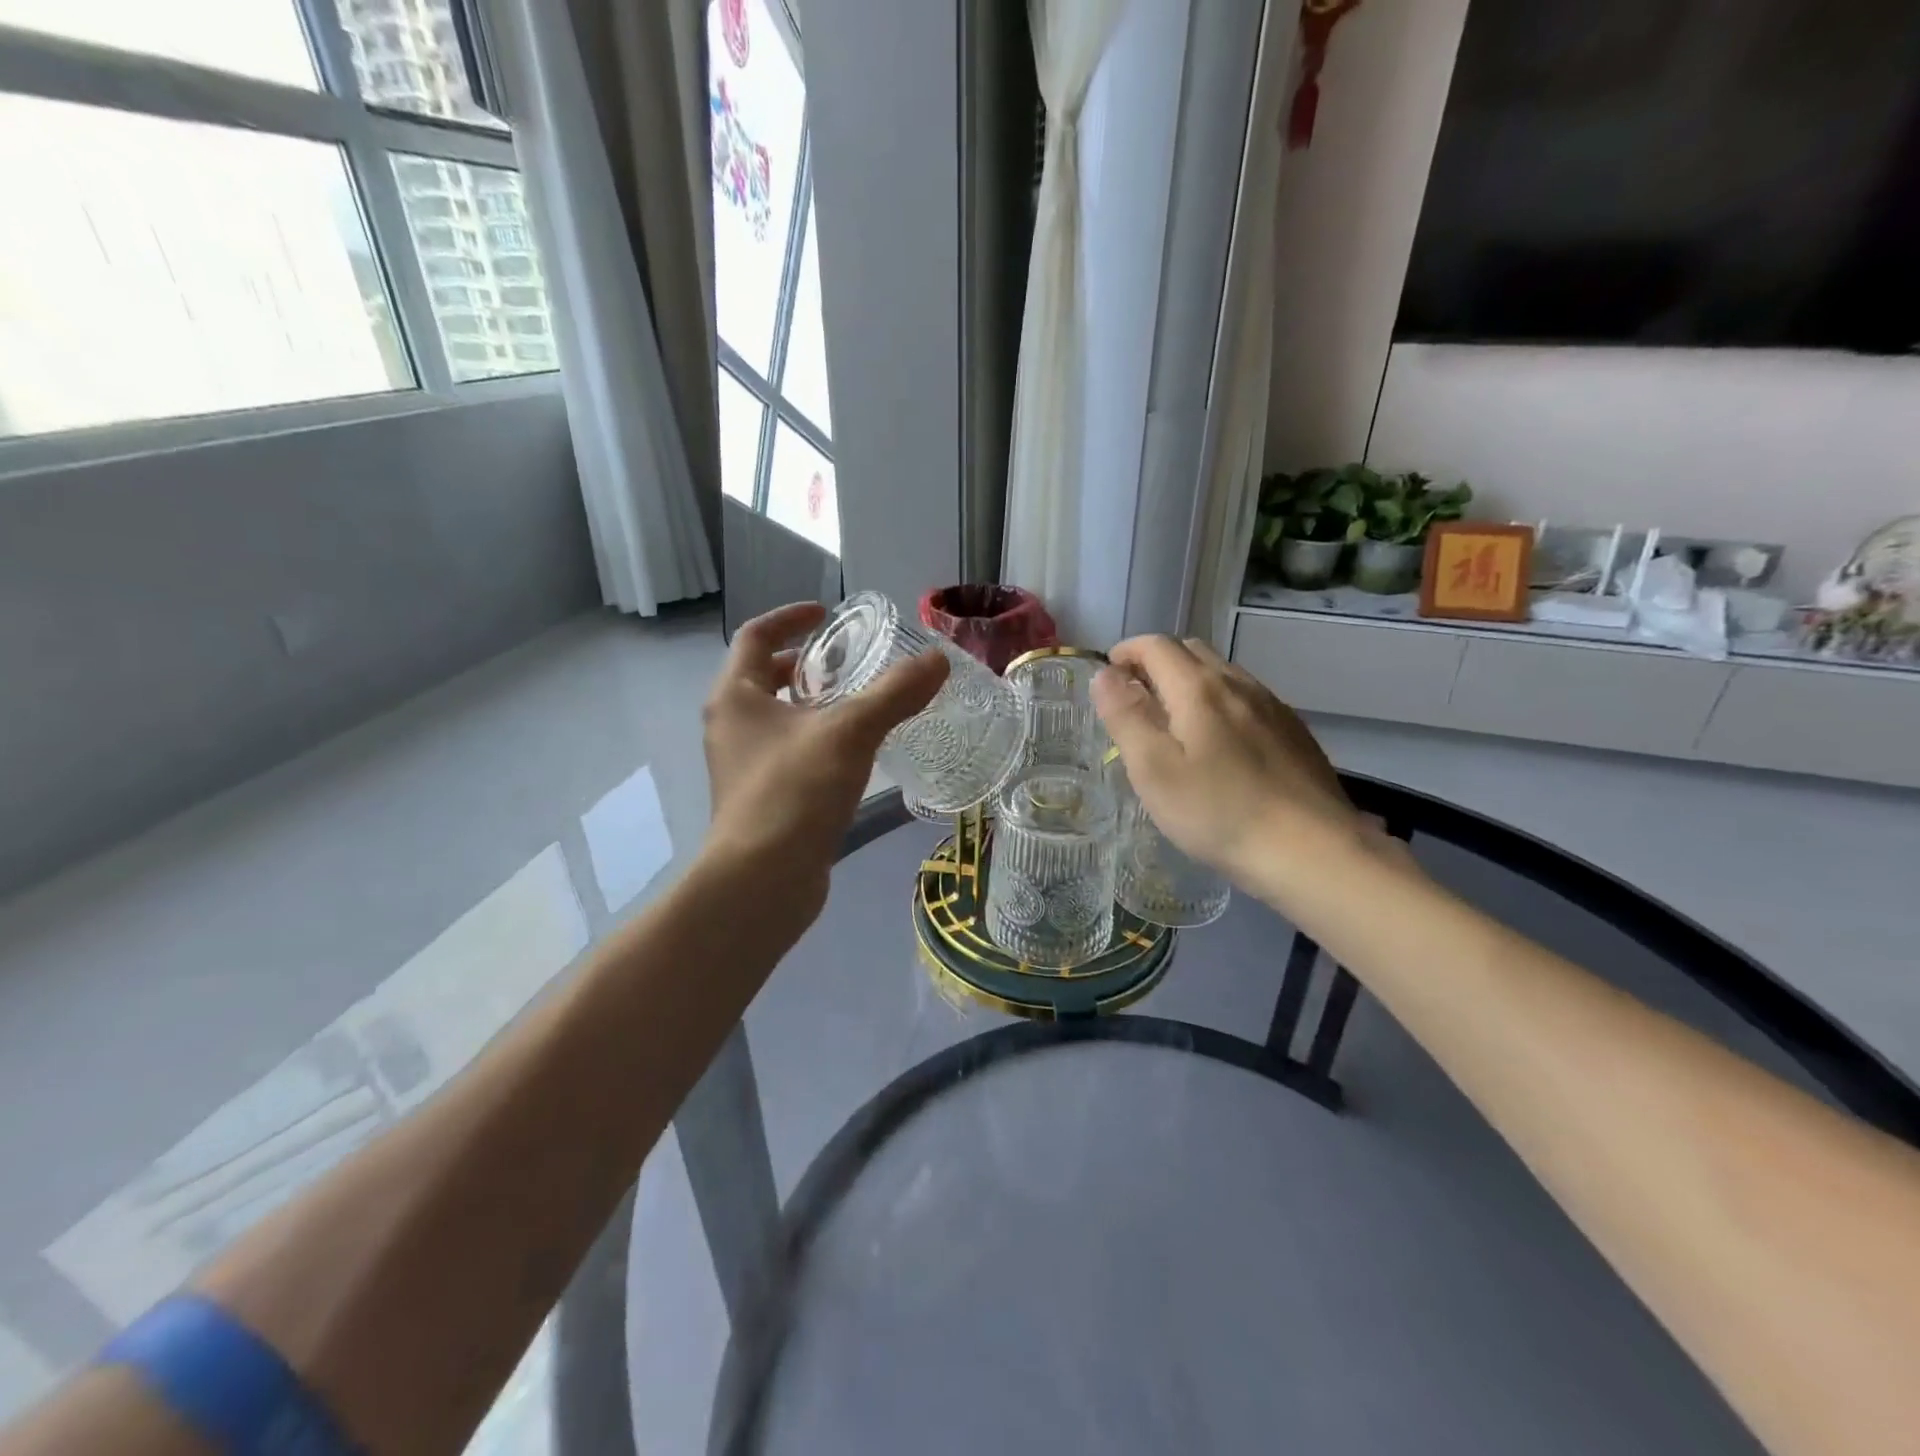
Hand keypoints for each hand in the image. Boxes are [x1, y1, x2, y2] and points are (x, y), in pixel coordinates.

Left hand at [701, 602, 948, 923]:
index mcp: (735, 696)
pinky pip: (789, 752)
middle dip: (804, 663)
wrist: (762, 881)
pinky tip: (855, 754)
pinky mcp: (761, 799)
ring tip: (859, 704)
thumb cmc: (794, 792)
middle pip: (763, 676)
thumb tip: (938, 660)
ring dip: (813, 704)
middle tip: (849, 662)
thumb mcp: (850, 732)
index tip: (826, 613)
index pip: (754, 635)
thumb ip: (894, 693)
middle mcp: (731, 725)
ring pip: (778, 718)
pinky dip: (817, 740)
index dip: (789, 617)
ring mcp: (743, 766)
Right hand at [1092, 636, 1380, 903]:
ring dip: (1188, 682)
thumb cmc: (1218, 812)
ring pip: (1222, 674)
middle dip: (1155, 663)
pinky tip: (1219, 745)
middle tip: (1134, 700)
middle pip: (1191, 651)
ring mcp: (1271, 706)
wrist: (1312, 851)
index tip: (1107, 677)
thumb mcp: (1153, 769)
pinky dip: (1219, 703)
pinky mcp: (1293, 732)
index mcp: (1199, 688)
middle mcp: (1238, 683)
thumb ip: (1126, 716)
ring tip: (1172, 722)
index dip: (1125, 652)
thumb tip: (1104, 675)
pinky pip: (1246, 699)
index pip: (1155, 645)